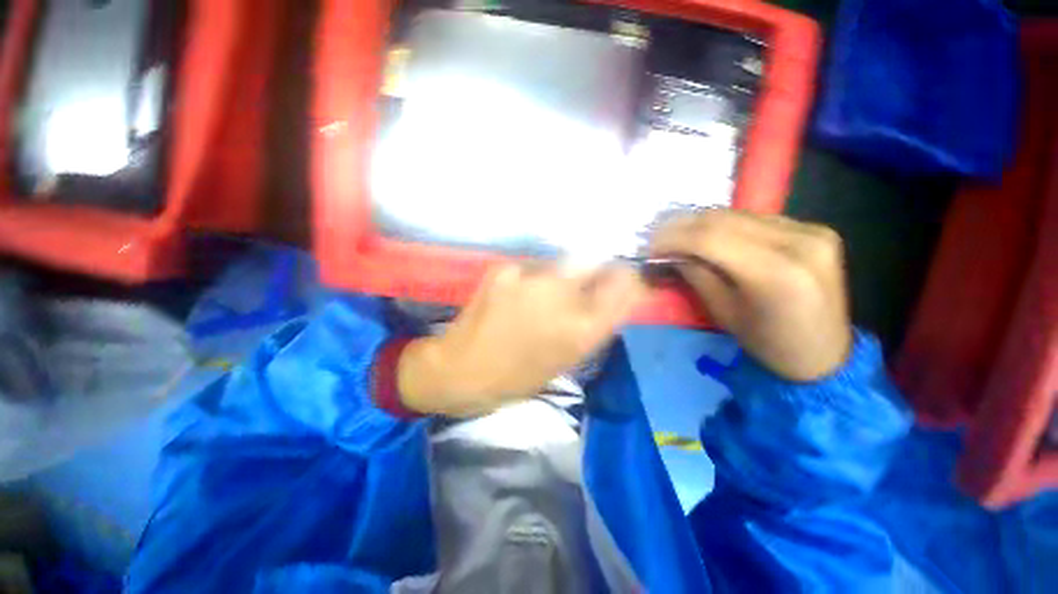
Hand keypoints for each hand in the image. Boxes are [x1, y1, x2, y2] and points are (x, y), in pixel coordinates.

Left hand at [397, 263, 645, 416]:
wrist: (462, 370)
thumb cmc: (518, 376)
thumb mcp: (567, 359)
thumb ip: (595, 324)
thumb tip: (613, 296)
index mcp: (582, 328)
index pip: (623, 284)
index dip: (626, 278)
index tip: (622, 279)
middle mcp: (562, 296)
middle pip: (594, 261)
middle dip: (594, 270)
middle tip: (579, 287)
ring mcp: (531, 278)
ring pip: (561, 263)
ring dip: (560, 275)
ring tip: (542, 296)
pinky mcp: (505, 269)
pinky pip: (531, 267)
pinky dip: (531, 278)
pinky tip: (517, 295)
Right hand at [652, 210, 852, 381]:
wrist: (825, 353)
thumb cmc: (768, 344)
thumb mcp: (723, 312)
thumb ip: (697, 274)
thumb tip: (671, 252)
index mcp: (777, 274)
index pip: (711, 238)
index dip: (673, 237)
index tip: (649, 246)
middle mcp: (800, 242)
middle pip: (724, 219)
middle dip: (682, 226)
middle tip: (657, 237)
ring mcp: (812, 231)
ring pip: (739, 214)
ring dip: (701, 223)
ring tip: (677, 235)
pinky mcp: (815, 229)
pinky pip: (756, 218)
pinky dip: (726, 225)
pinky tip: (710, 236)